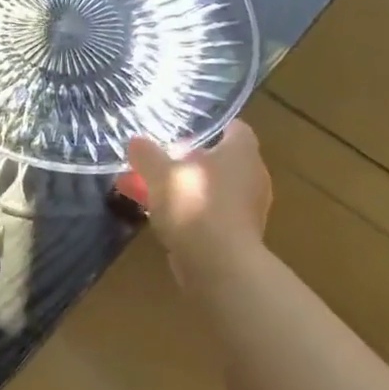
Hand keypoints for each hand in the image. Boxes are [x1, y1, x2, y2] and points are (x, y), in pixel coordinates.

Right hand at [126, 120, 271, 287]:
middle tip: (158, 163)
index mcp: (241, 151)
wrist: (217, 262)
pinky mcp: (238, 233)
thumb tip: (137, 141)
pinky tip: (161, 217)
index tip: (179, 131)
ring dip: (184, 188)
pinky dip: (188, 211)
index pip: (231, 127)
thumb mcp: (160, 174)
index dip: (206, 127)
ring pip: (211, 188)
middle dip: (187, 161)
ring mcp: (248, 207)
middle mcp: (252, 175)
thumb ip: (147, 155)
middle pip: (219, 159)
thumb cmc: (193, 204)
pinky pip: (210, 213)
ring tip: (150, 191)